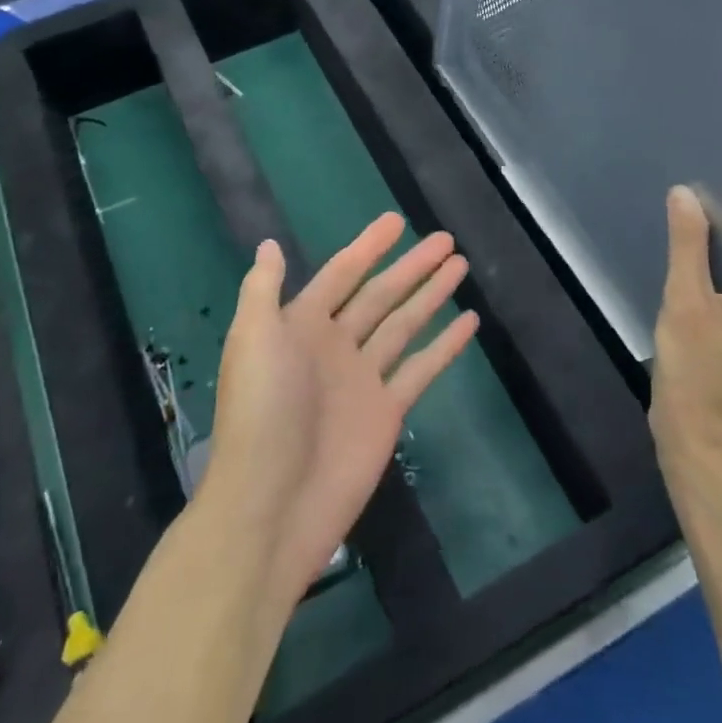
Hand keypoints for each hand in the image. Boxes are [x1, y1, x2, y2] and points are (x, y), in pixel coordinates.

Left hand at [201, 213, 476, 606]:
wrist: (272, 503)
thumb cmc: (261, 412)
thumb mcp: (253, 338)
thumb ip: (264, 289)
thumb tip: (269, 243)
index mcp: (302, 325)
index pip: (343, 273)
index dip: (368, 246)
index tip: (397, 220)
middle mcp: (335, 345)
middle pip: (381, 294)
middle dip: (412, 266)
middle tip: (446, 239)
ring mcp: (364, 378)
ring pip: (405, 324)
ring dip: (431, 295)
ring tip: (460, 266)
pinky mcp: (387, 411)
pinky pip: (421, 369)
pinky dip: (445, 346)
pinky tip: (469, 322)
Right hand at [650, 186, 721, 469]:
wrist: (695, 442)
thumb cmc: (696, 371)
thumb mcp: (686, 300)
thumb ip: (687, 245)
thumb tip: (685, 193)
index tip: (689, 204)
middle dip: (713, 245)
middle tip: (675, 225)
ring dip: (708, 269)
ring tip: (674, 250)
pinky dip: (710, 292)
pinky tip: (682, 284)